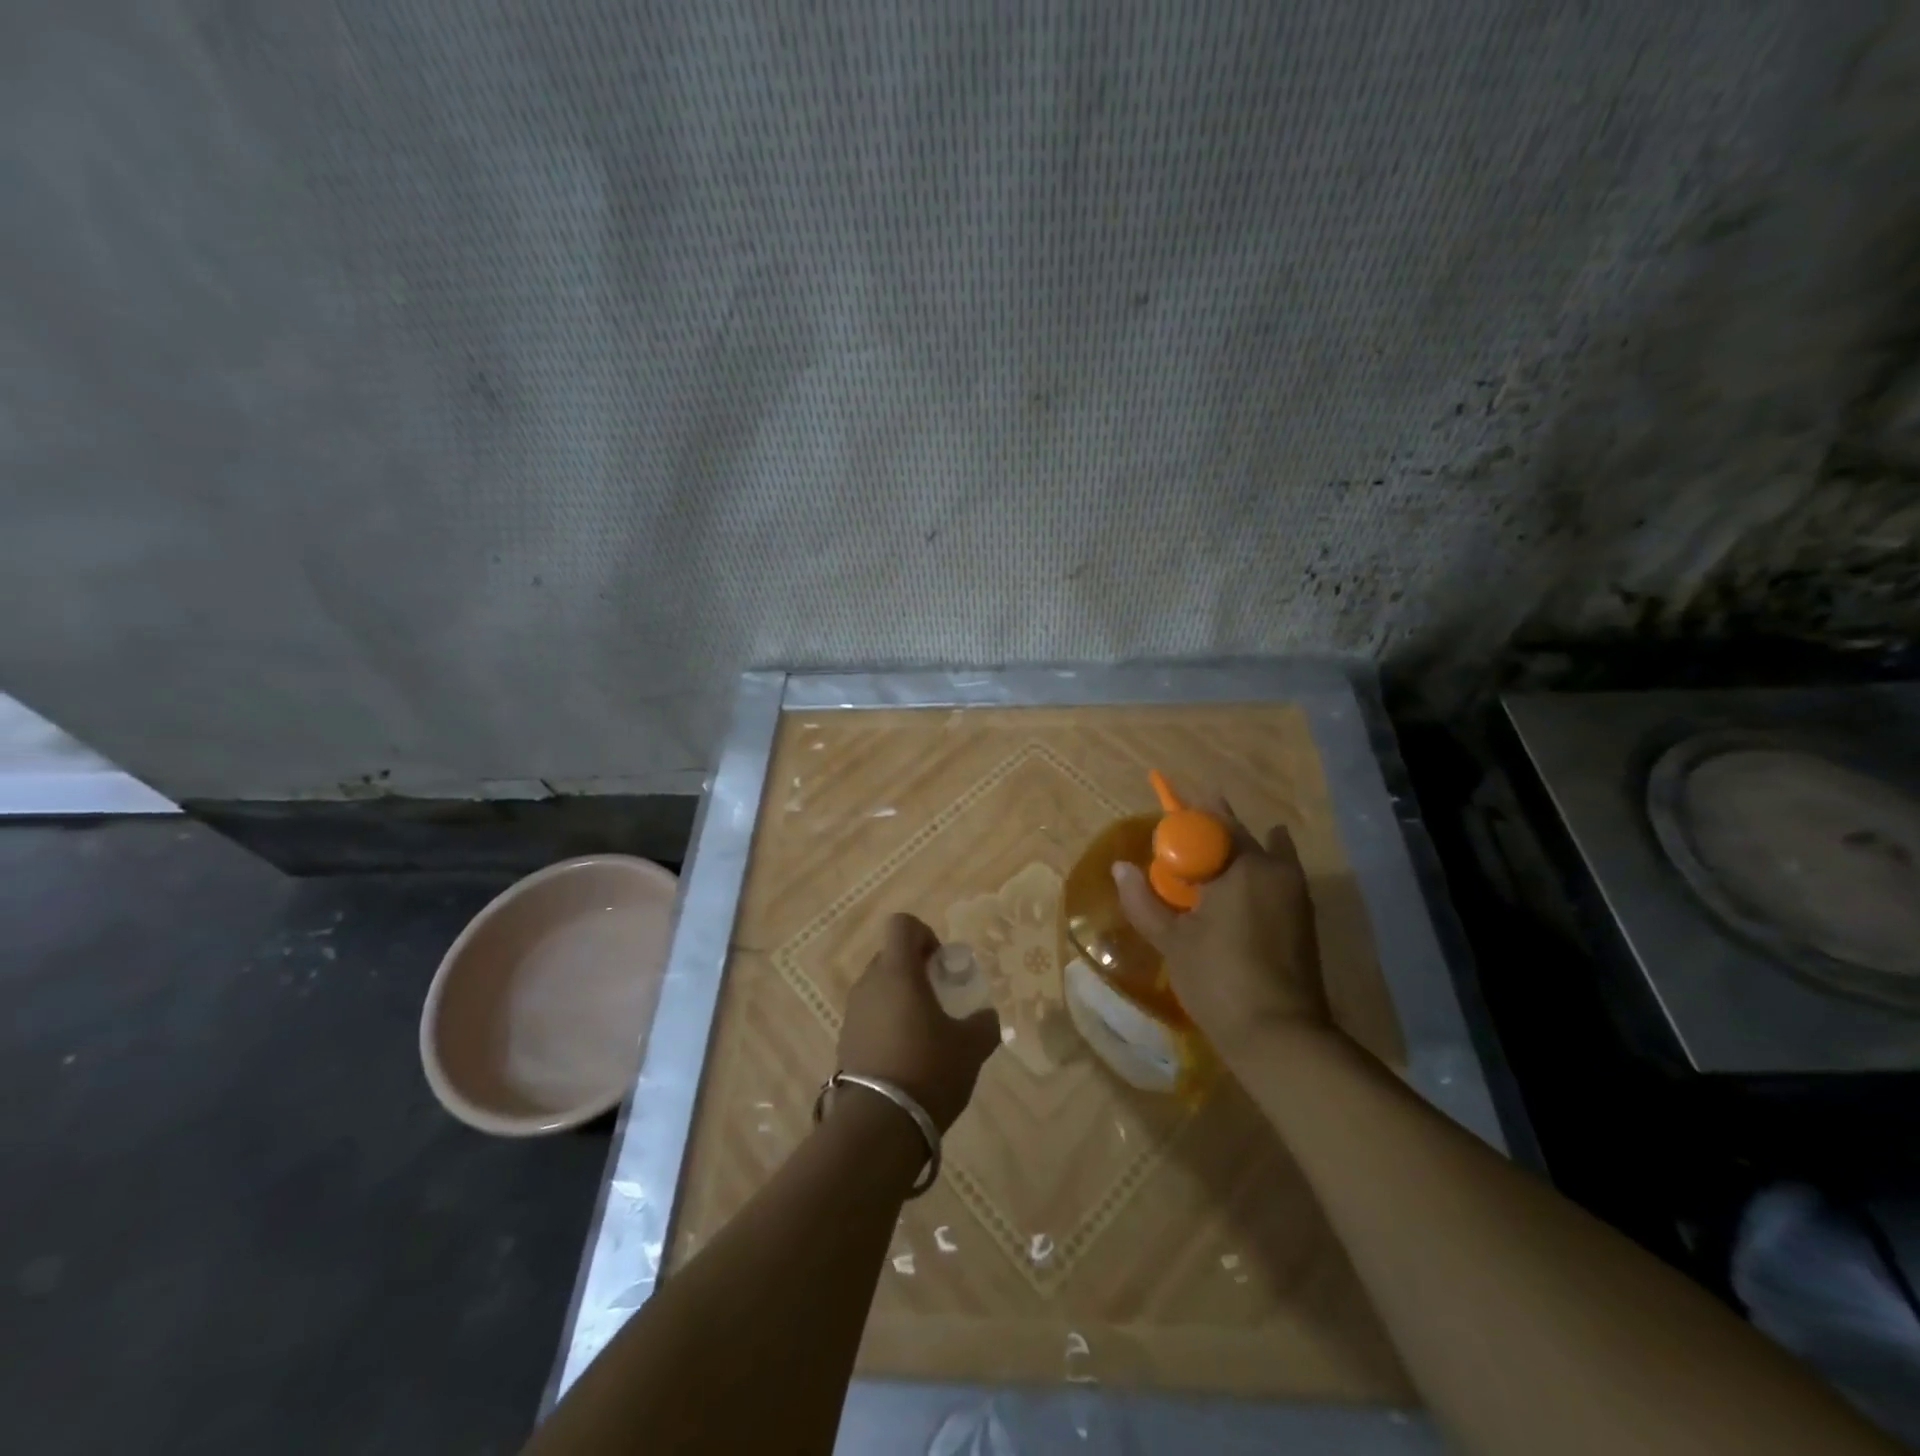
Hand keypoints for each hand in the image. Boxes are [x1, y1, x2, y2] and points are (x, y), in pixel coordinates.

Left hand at [837, 913, 1001, 1131]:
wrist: (879, 1125)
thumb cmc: (929, 1070)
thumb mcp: (971, 1047)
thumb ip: (984, 1024)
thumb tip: (986, 1017)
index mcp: (898, 972)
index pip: (902, 925)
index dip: (924, 934)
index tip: (941, 963)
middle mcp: (869, 984)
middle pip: (890, 957)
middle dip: (914, 969)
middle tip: (939, 999)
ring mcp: (852, 1013)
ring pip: (878, 989)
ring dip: (900, 999)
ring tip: (924, 1033)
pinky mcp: (845, 1042)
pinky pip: (869, 1017)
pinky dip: (886, 1025)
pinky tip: (905, 1057)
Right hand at [1112, 802, 1330, 1059]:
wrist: (1279, 1035)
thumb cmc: (1218, 980)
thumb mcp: (1172, 941)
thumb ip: (1143, 901)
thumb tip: (1120, 868)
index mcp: (1241, 866)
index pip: (1210, 823)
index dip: (1186, 818)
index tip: (1167, 820)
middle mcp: (1273, 869)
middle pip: (1237, 836)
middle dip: (1209, 832)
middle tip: (1181, 840)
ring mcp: (1295, 892)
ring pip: (1260, 854)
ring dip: (1233, 851)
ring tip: (1206, 861)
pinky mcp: (1303, 916)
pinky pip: (1276, 875)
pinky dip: (1259, 869)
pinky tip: (1243, 879)